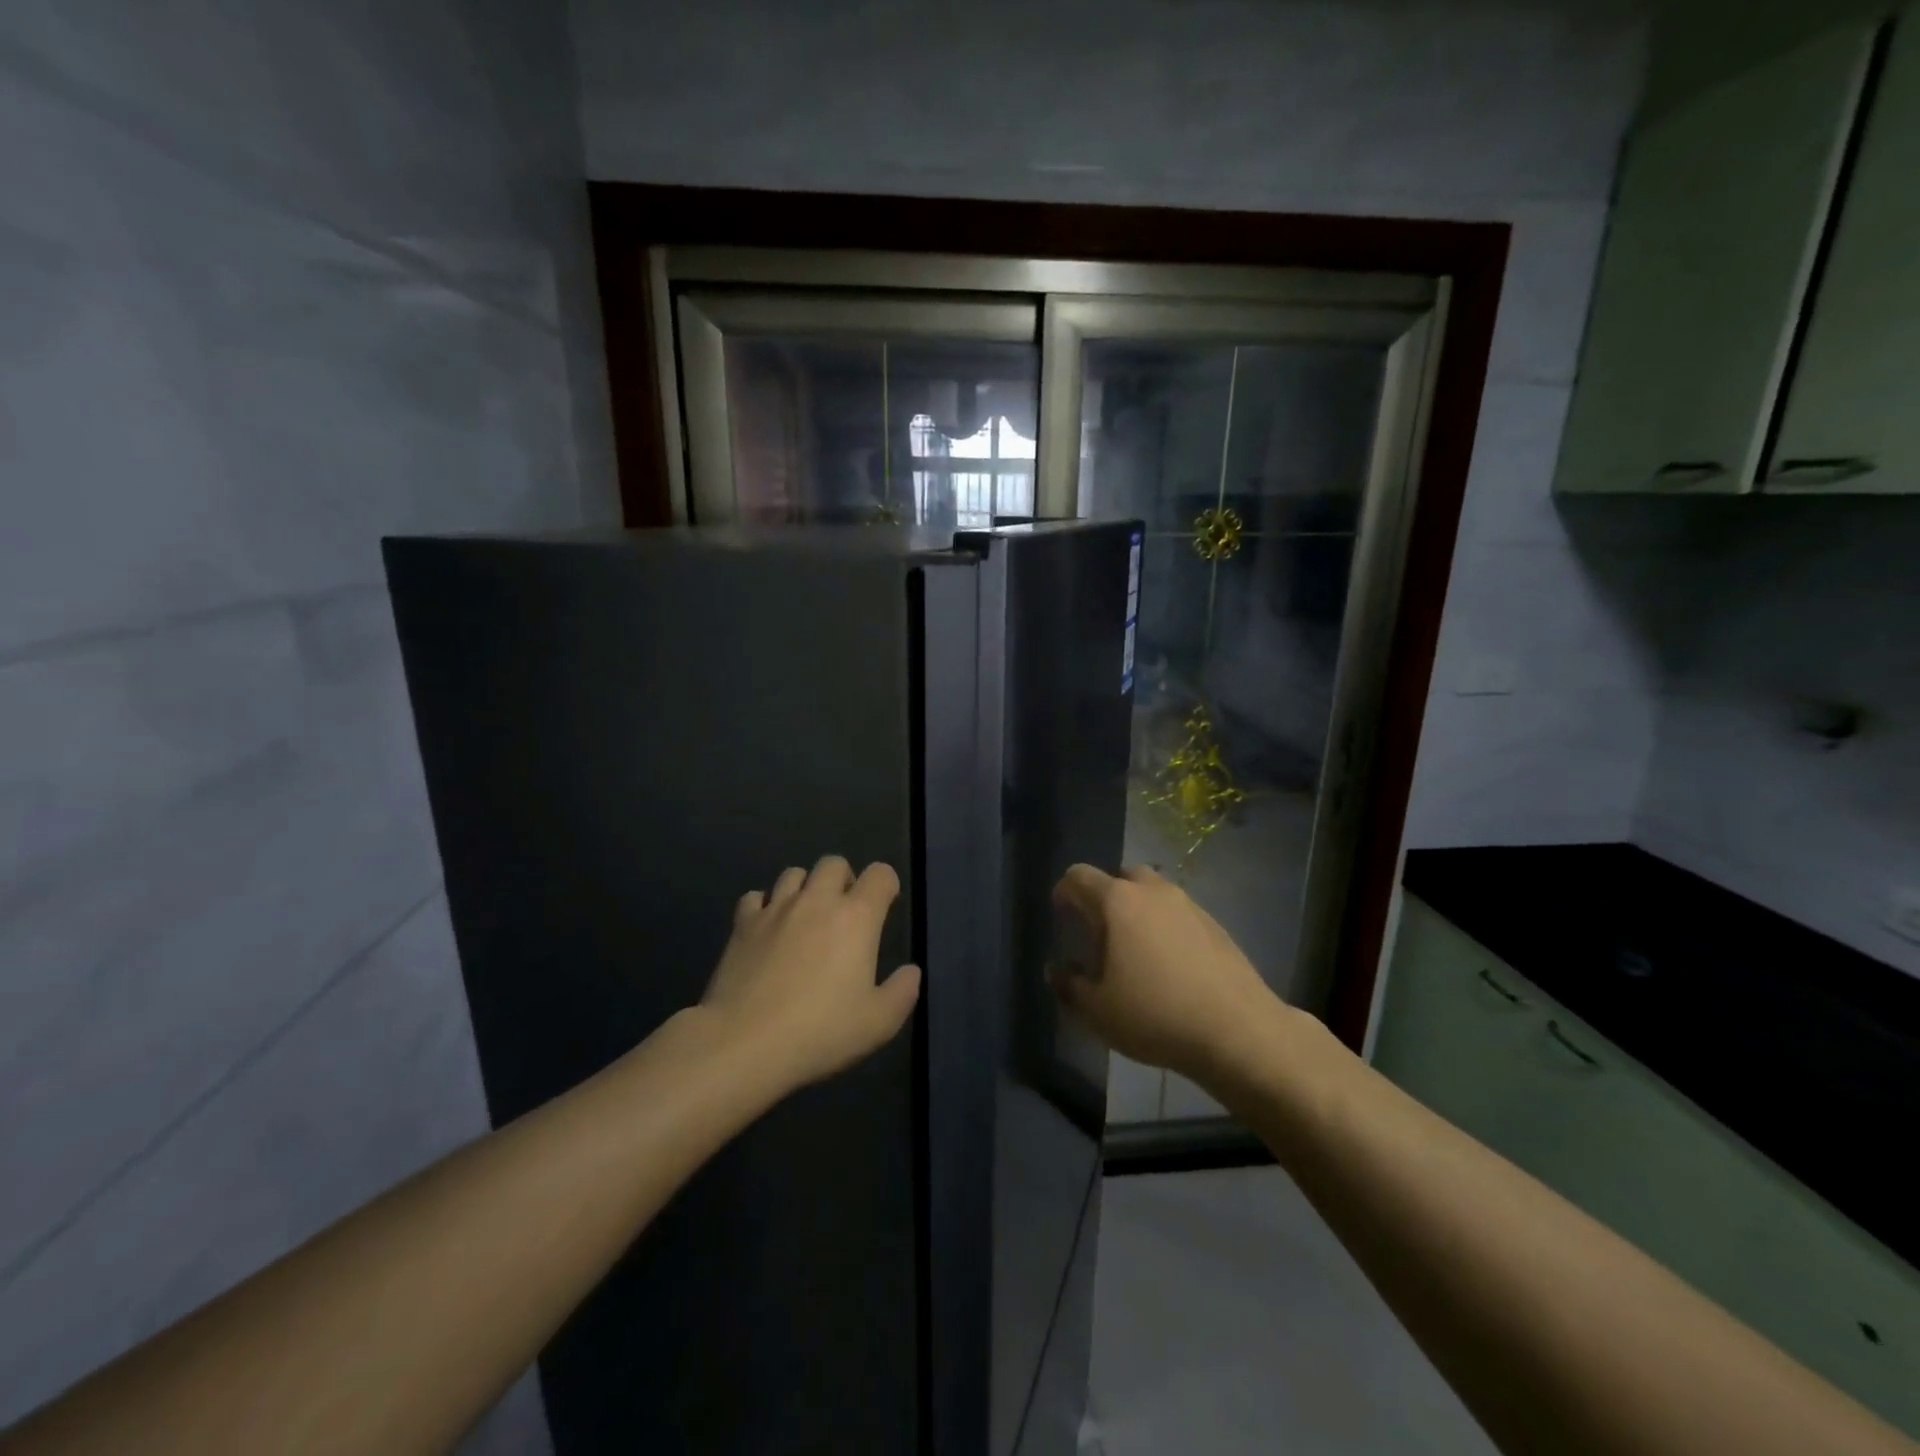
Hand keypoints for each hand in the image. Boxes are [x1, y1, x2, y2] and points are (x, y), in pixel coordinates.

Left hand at [701, 855, 921, 1091]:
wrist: (744, 1043)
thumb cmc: (820, 1032)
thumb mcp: (878, 1023)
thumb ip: (902, 992)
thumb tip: (911, 971)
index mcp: (857, 918)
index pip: (879, 875)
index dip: (886, 885)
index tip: (885, 906)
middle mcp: (817, 901)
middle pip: (834, 863)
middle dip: (844, 879)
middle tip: (844, 912)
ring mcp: (776, 909)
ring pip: (794, 873)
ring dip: (805, 888)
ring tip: (805, 918)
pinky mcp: (742, 925)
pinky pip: (755, 897)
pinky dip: (764, 906)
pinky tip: (767, 929)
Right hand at [1048, 864, 1282, 1082]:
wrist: (1238, 1030)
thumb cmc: (1155, 1015)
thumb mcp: (1097, 1011)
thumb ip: (1068, 986)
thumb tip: (1054, 970)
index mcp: (1118, 902)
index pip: (1080, 876)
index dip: (1065, 890)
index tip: (1061, 912)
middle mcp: (1153, 892)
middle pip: (1122, 877)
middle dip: (1106, 896)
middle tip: (1100, 931)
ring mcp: (1189, 905)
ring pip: (1154, 894)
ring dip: (1139, 911)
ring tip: (1136, 950)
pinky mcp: (1216, 926)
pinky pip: (1179, 914)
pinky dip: (1167, 927)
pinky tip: (1170, 964)